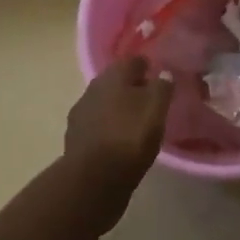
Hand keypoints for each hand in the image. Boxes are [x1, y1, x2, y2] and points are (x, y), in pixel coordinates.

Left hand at [65, 56, 174, 192]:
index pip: (133, 61)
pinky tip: (118, 138)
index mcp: (114, 75)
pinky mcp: (76, 136)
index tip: (160, 77)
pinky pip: (97, 123)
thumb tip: (163, 73)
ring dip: (118, 107)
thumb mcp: (156, 109)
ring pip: (105, 102)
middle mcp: (93, 87)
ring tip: (135, 122)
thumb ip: (162, 87)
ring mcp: (81, 112)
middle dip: (132, 87)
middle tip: (150, 100)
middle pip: (116, 81)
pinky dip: (108, 126)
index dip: (148, 67)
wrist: (92, 179)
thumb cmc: (130, 137)